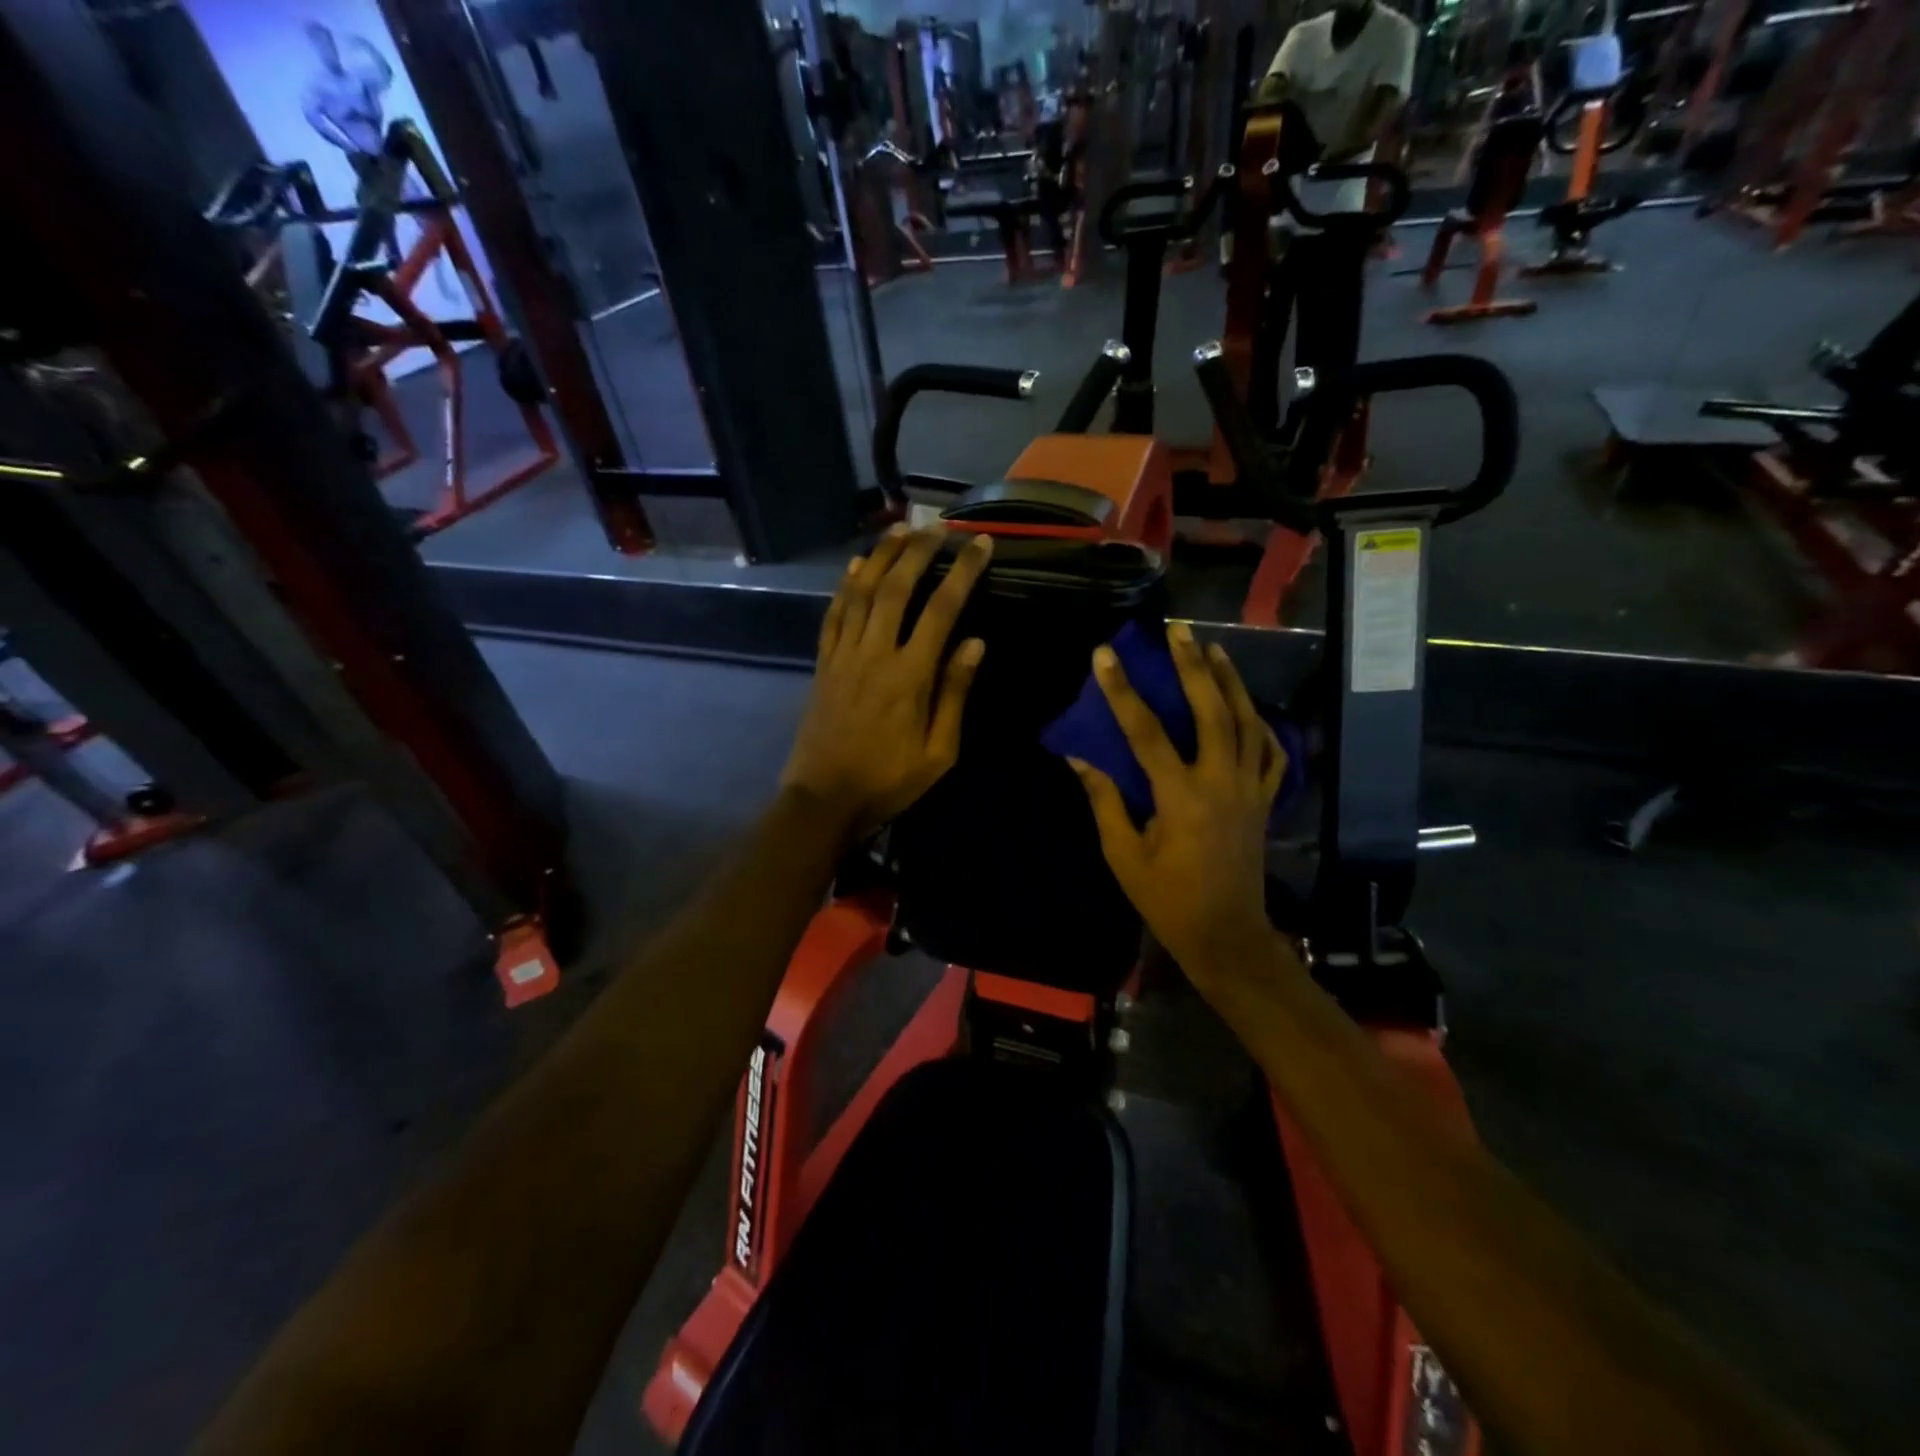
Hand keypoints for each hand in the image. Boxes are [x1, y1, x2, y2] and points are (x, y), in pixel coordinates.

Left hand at [781, 526, 992, 837]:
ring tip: (900, 529)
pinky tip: (856, 566)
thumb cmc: (889, 781)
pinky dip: (845, 586)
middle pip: (897, 588)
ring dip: (881, 557)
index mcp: (910, 676)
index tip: (981, 544)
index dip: (964, 572)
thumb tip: (975, 642)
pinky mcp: (823, 664)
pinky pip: (833, 615)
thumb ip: (955, 693)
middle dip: (919, 551)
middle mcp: (875, 653)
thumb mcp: (939, 752)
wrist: (824, 799)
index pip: (942, 610)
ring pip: (861, 593)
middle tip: (938, 525)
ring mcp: (843, 655)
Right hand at [1067, 622, 1286, 981]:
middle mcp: (1221, 784)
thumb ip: (1104, 802)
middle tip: (1178, 630)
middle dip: (1193, 667)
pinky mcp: (1265, 802)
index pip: (1147, 733)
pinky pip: (1272, 754)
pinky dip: (1262, 725)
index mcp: (1180, 799)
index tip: (1105, 656)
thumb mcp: (1124, 855)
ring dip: (1232, 682)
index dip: (1123, 692)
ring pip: (1248, 724)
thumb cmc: (1166, 899)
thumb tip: (1079, 758)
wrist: (1226, 934)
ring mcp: (1250, 791)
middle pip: (1212, 712)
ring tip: (1214, 649)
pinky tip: (1249, 707)